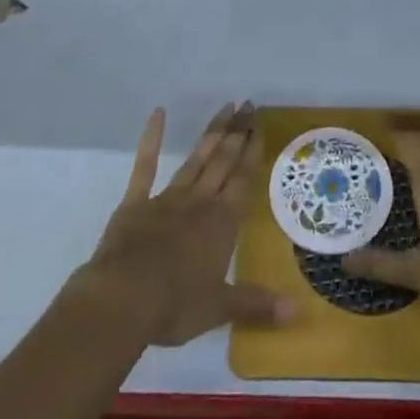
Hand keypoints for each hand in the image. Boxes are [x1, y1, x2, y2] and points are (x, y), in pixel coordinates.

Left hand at [78, 102, 295, 347]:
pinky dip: (151, 139)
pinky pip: (145, 166)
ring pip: (196, 159)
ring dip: (212, 133)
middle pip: (223, 161)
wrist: (122, 300)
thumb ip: (257, 304)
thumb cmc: (175, 305)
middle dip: (238, 133)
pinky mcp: (136, 203)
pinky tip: (158, 114)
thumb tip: (297, 313)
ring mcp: (167, 199)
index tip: (260, 124)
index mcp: (222, 223)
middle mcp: (200, 202)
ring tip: (226, 107)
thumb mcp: (220, 309)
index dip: (253, 151)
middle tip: (248, 105)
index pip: (243, 179)